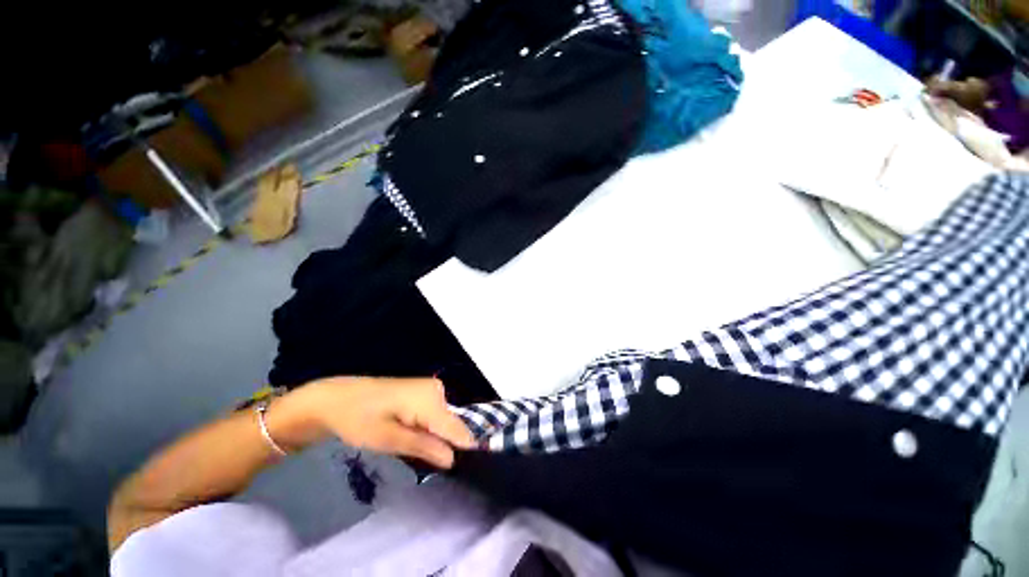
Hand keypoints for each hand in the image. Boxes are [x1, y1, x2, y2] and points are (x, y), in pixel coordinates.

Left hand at [267, 377, 475, 468]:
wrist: (337, 398)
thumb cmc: (357, 419)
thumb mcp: (387, 439)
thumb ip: (422, 447)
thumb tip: (453, 459)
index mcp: (430, 398)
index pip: (458, 429)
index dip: (460, 451)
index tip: (456, 471)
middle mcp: (438, 389)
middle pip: (452, 426)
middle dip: (441, 445)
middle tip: (416, 459)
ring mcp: (433, 388)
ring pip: (444, 423)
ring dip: (433, 438)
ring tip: (409, 446)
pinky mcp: (426, 392)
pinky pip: (437, 416)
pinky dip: (427, 430)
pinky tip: (410, 434)